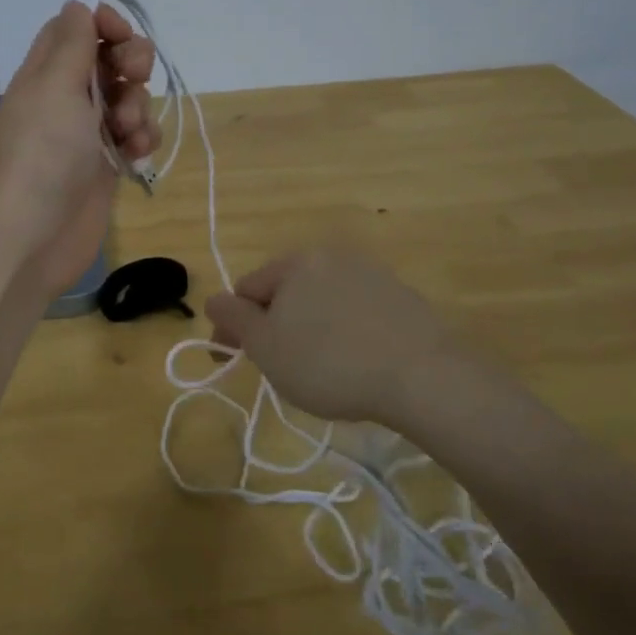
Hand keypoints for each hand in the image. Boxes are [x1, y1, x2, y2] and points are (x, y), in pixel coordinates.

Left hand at [0, 1, 157, 300]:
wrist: (35, 232)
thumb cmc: (44, 152)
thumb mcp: (56, 86)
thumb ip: (73, 44)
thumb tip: (78, 6)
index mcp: (46, 73)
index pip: (76, 30)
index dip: (104, 25)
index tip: (122, 35)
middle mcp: (66, 98)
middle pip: (109, 61)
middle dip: (131, 64)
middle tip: (133, 78)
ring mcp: (88, 133)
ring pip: (128, 99)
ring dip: (139, 107)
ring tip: (128, 132)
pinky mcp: (106, 164)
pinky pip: (135, 137)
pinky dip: (141, 140)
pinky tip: (136, 155)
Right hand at [206, 249, 518, 427]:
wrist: (421, 376)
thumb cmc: (329, 362)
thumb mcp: (266, 347)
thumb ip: (234, 319)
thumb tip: (214, 299)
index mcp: (296, 263)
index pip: (247, 289)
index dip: (234, 326)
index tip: (233, 361)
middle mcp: (333, 258)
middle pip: (286, 292)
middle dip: (274, 326)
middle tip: (279, 368)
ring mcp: (372, 276)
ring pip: (322, 302)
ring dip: (309, 329)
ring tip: (319, 371)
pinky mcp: (402, 299)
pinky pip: (357, 314)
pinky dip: (346, 333)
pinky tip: (356, 364)